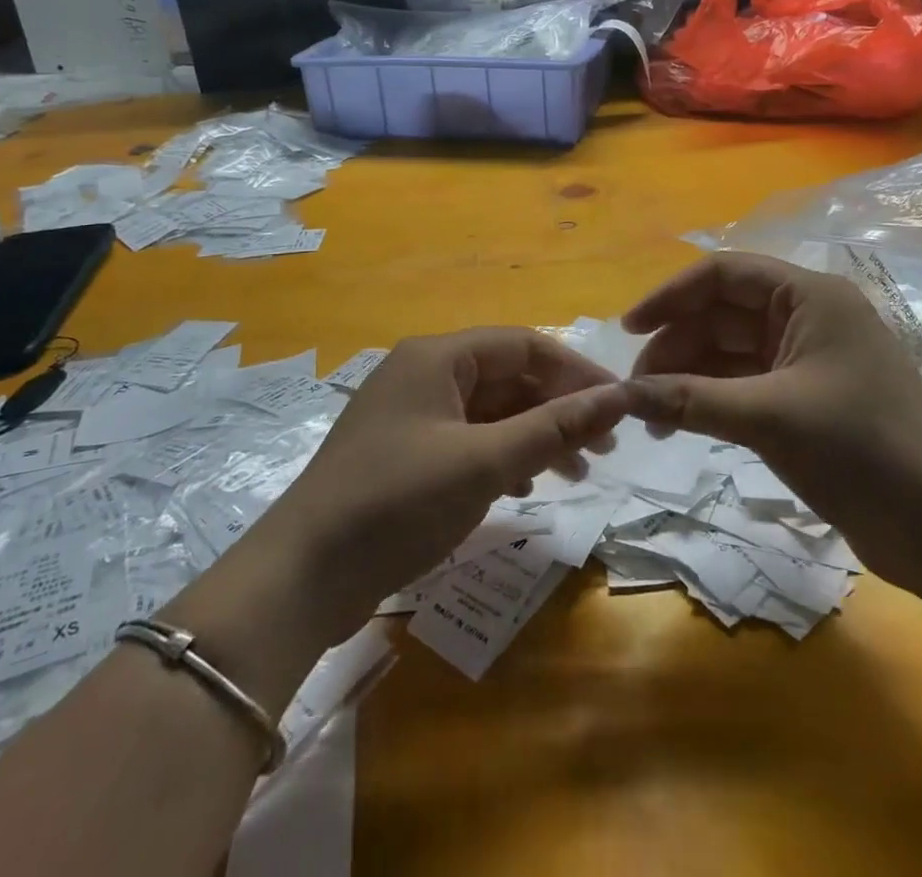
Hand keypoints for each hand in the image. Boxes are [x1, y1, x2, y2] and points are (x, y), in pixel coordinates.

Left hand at [248, 329, 627, 643]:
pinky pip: (468, 441)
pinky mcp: (404, 455)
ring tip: (577, 473)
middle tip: (605, 447)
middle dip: (558, 408)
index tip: (618, 404)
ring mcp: (411, 416)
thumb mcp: (485, 462)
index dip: (575, 371)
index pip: (523, 345)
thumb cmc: (398, 503)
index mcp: (437, 357)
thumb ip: (554, 427)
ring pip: (490, 412)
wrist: (302, 577)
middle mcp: (423, 375)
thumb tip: (619, 396)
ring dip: (535, 436)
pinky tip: (525, 489)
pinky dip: (503, 457)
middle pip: (507, 377)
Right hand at [622, 253, 921, 592]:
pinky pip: (744, 385)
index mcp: (807, 296)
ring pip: (730, 352)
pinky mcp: (806, 401)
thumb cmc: (862, 450)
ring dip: (689, 375)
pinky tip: (681, 421)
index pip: (722, 274)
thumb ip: (690, 400)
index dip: (670, 296)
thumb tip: (622, 395)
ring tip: (650, 412)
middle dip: (676, 344)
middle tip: (635, 388)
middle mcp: (805, 317)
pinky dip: (711, 399)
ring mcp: (807, 361)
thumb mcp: (769, 418)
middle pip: (722, 314)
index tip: (628, 331)